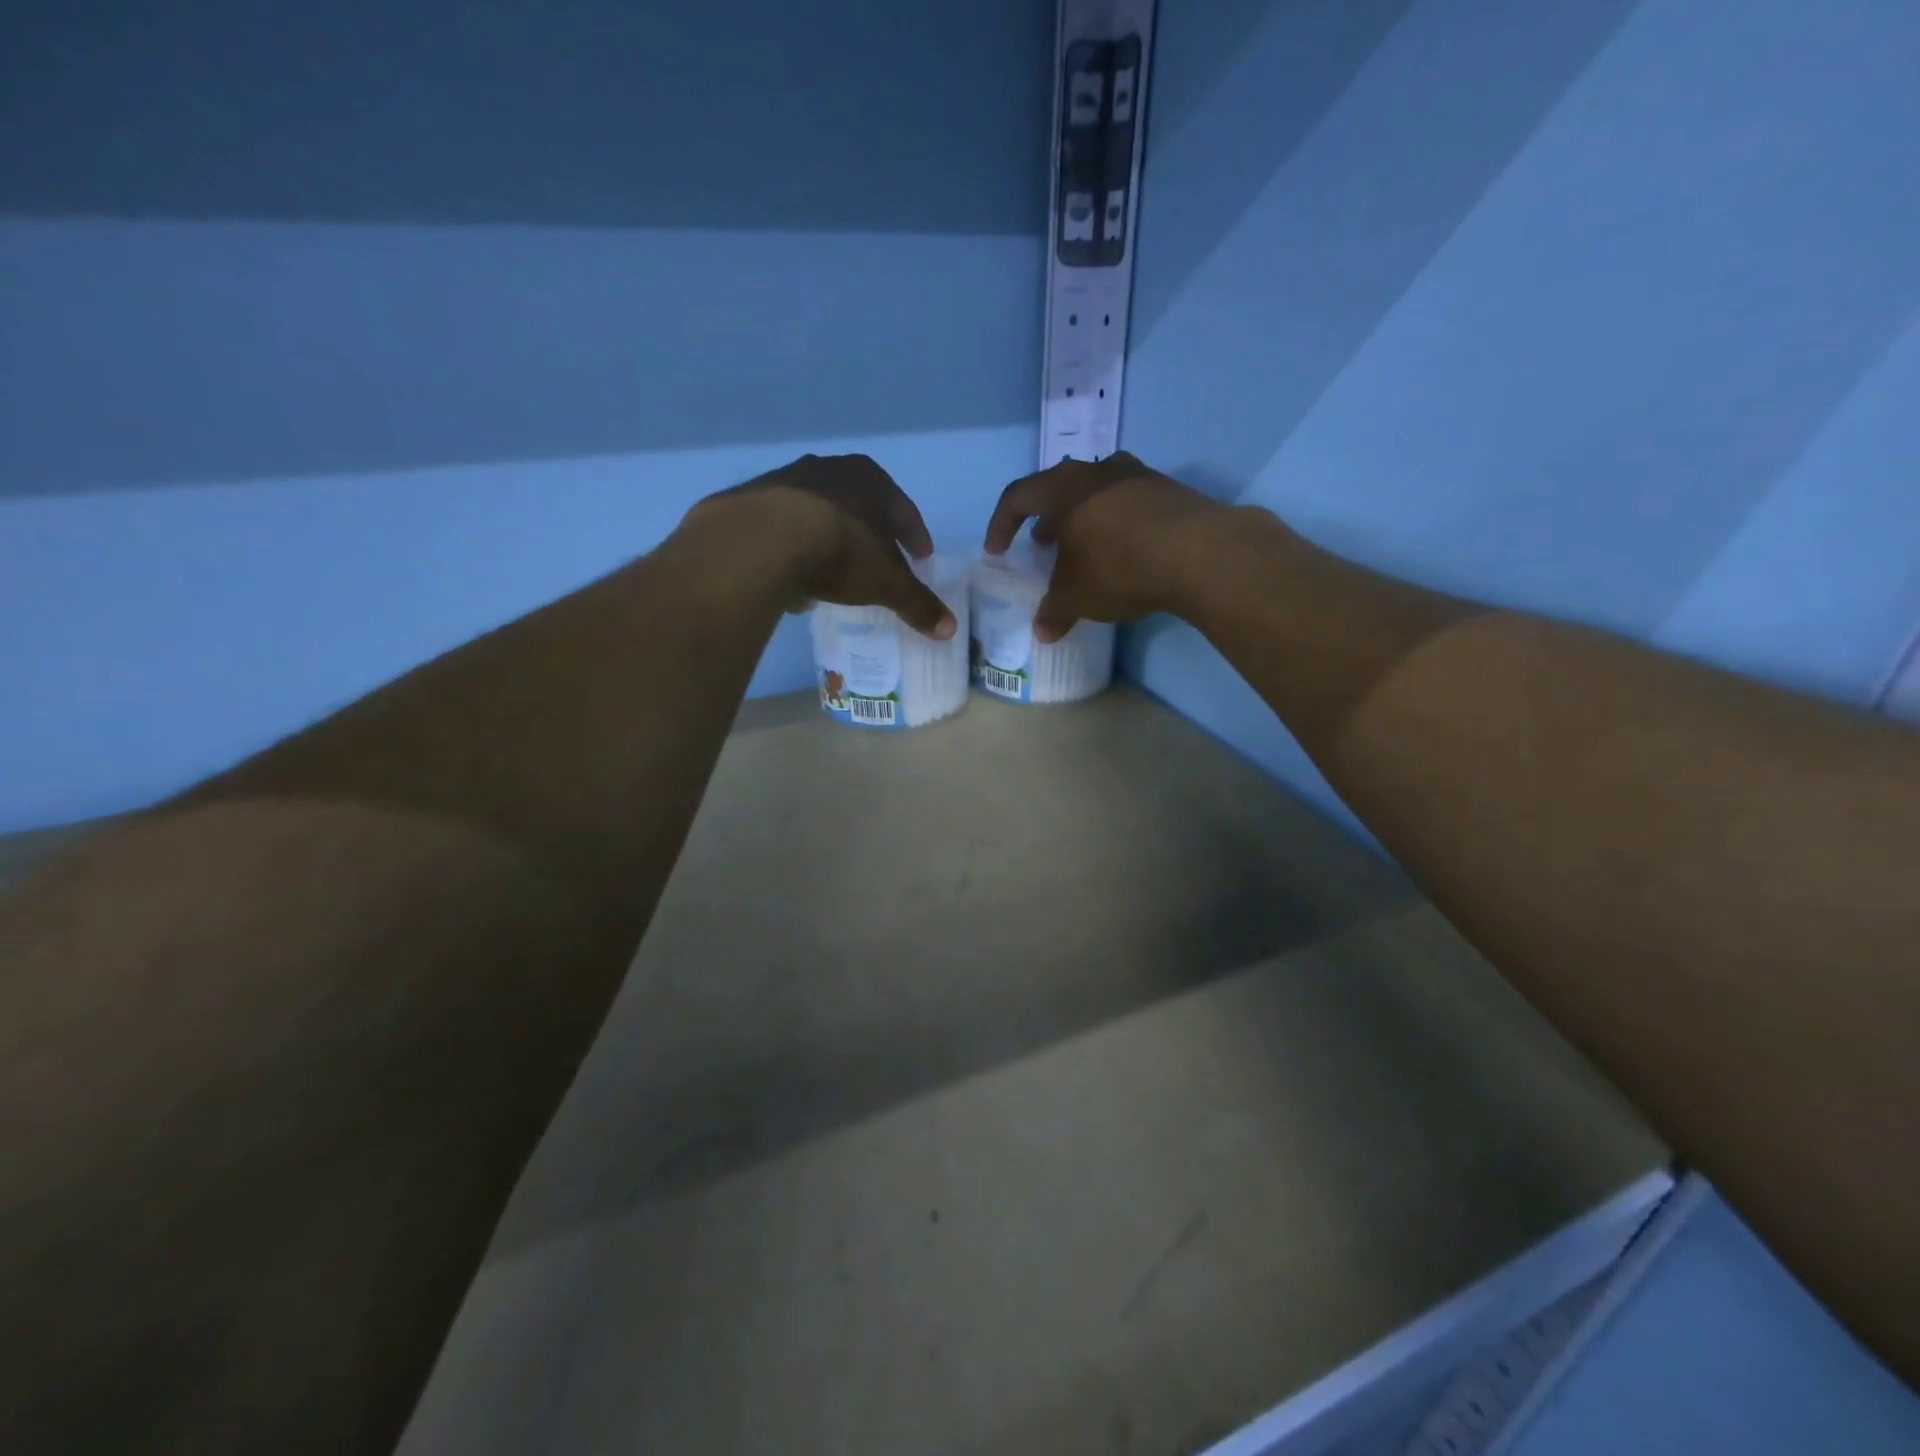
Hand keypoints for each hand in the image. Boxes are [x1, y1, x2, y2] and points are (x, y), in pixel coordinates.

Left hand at [691, 454, 956, 639]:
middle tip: (879, 561)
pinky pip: (784, 526)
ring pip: (820, 513)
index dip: (915, 537)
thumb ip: (918, 604)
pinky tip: (793, 574)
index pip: (904, 510)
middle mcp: (831, 469)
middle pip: (861, 506)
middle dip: (871, 534)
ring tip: (832, 572)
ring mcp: (788, 479)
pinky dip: (793, 547)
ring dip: (829, 539)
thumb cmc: (842, 552)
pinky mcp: (753, 498)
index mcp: (872, 480)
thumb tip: (950, 629)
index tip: (921, 557)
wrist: (763, 540)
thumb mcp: (887, 584)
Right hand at [983, 452, 1225, 641]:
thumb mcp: (1076, 597)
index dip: (1001, 524)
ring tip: (1083, 546)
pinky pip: (1129, 502)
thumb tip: (1042, 632)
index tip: (997, 551)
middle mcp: (1097, 472)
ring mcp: (1137, 476)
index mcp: (1063, 489)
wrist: (1198, 553)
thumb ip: (1053, 612)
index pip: (1017, 496)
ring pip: (1096, 491)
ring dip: (1082, 517)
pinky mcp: (1170, 490)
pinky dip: (1116, 523)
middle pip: (1059, 487)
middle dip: (1045, 517)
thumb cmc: (1118, 567)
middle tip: (1042, 544)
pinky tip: (1125, 551)